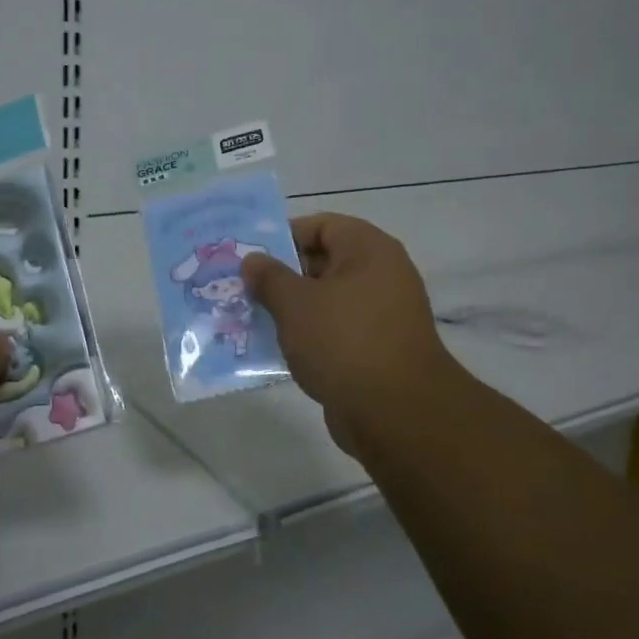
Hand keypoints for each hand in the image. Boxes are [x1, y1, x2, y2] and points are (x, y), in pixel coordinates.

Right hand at [242, 213, 462, 460]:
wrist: (396, 413)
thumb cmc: (344, 341)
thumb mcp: (295, 303)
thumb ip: (269, 277)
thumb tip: (253, 260)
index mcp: (368, 250)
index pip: (321, 225)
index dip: (283, 236)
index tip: (250, 258)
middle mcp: (381, 274)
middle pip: (322, 262)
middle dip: (281, 276)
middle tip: (243, 290)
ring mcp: (381, 314)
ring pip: (326, 300)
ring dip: (291, 310)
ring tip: (252, 319)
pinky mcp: (376, 349)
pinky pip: (334, 331)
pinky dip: (308, 336)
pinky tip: (277, 350)